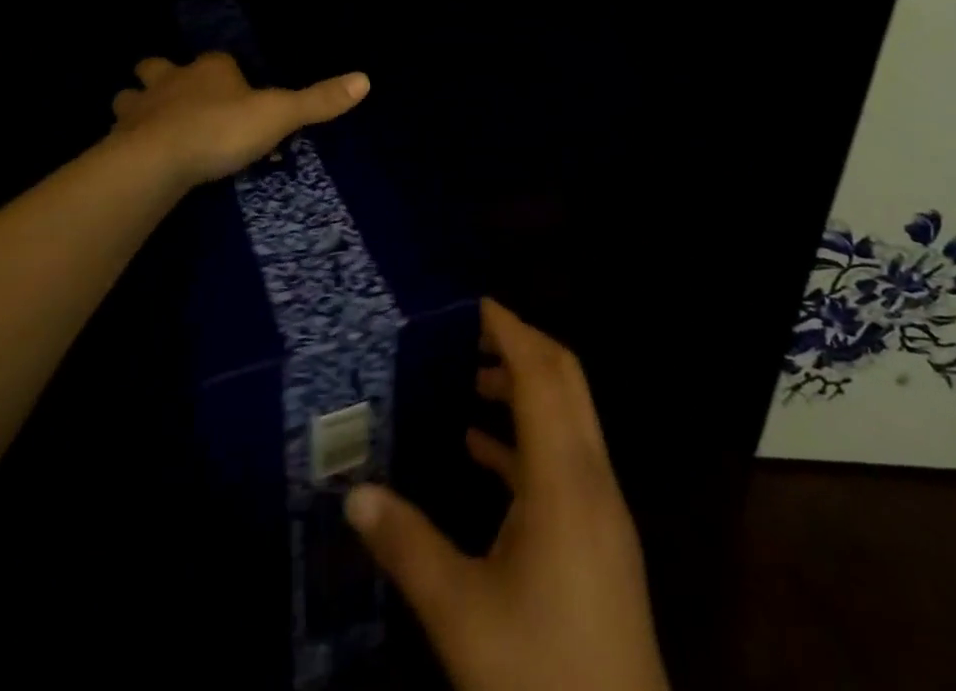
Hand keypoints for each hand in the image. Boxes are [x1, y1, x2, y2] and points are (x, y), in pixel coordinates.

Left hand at [108, 52, 369, 190]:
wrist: (156, 161)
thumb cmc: (221, 130)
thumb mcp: (279, 115)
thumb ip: (318, 100)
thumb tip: (365, 79)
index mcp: (210, 70)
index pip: (220, 61)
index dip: (227, 73)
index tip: (239, 95)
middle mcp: (170, 80)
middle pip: (158, 67)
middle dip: (162, 76)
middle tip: (176, 98)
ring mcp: (138, 109)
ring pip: (129, 96)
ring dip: (136, 105)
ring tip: (148, 124)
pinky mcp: (117, 140)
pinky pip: (118, 134)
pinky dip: (125, 140)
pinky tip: (134, 156)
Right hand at [344, 300, 668, 690]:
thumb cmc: (542, 672)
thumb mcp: (462, 614)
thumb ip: (407, 546)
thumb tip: (354, 493)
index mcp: (564, 478)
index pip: (541, 374)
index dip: (511, 331)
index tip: (475, 302)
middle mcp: (591, 477)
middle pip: (565, 381)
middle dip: (522, 346)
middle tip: (469, 330)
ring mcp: (602, 508)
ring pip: (568, 417)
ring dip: (525, 390)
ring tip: (470, 381)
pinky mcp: (600, 538)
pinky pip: (565, 460)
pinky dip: (528, 438)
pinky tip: (482, 450)